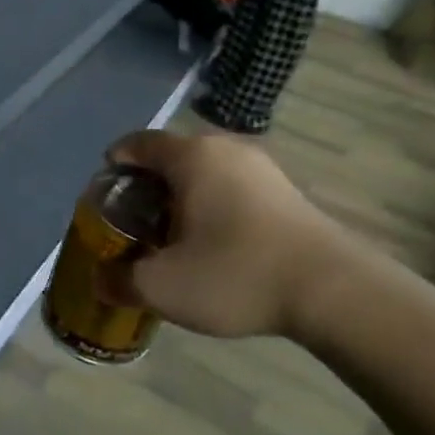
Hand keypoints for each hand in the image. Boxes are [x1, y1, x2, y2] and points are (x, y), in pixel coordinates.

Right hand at [98, 129, 360, 339]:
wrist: (333, 291)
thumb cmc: (235, 273)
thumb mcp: (163, 286)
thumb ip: (122, 281)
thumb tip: (101, 282)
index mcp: (191, 156)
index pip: (138, 143)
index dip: (114, 165)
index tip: (104, 194)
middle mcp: (225, 148)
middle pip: (171, 158)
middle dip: (147, 187)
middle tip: (135, 224)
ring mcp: (261, 167)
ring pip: (205, 173)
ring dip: (183, 199)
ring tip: (174, 239)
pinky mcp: (286, 190)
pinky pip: (233, 187)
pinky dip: (214, 206)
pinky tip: (215, 245)